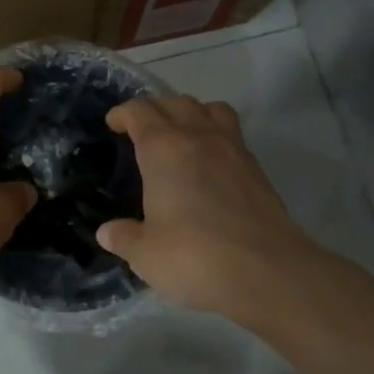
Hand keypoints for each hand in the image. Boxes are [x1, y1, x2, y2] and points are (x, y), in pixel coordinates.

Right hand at [96, 95, 324, 322]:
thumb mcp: (146, 254)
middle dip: (154, 108)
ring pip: (210, 108)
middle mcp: (197, 137)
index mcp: (163, 149)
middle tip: (142, 129)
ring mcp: (232, 149)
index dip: (122, 113)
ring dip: (191, 112)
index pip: (139, 112)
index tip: (113, 123)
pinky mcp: (256, 168)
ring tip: (181, 133)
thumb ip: (124, 238)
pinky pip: (232, 132)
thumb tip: (107, 232)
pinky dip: (216, 133)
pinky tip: (210, 161)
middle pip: (174, 102)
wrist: (267, 270)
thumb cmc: (194, 256)